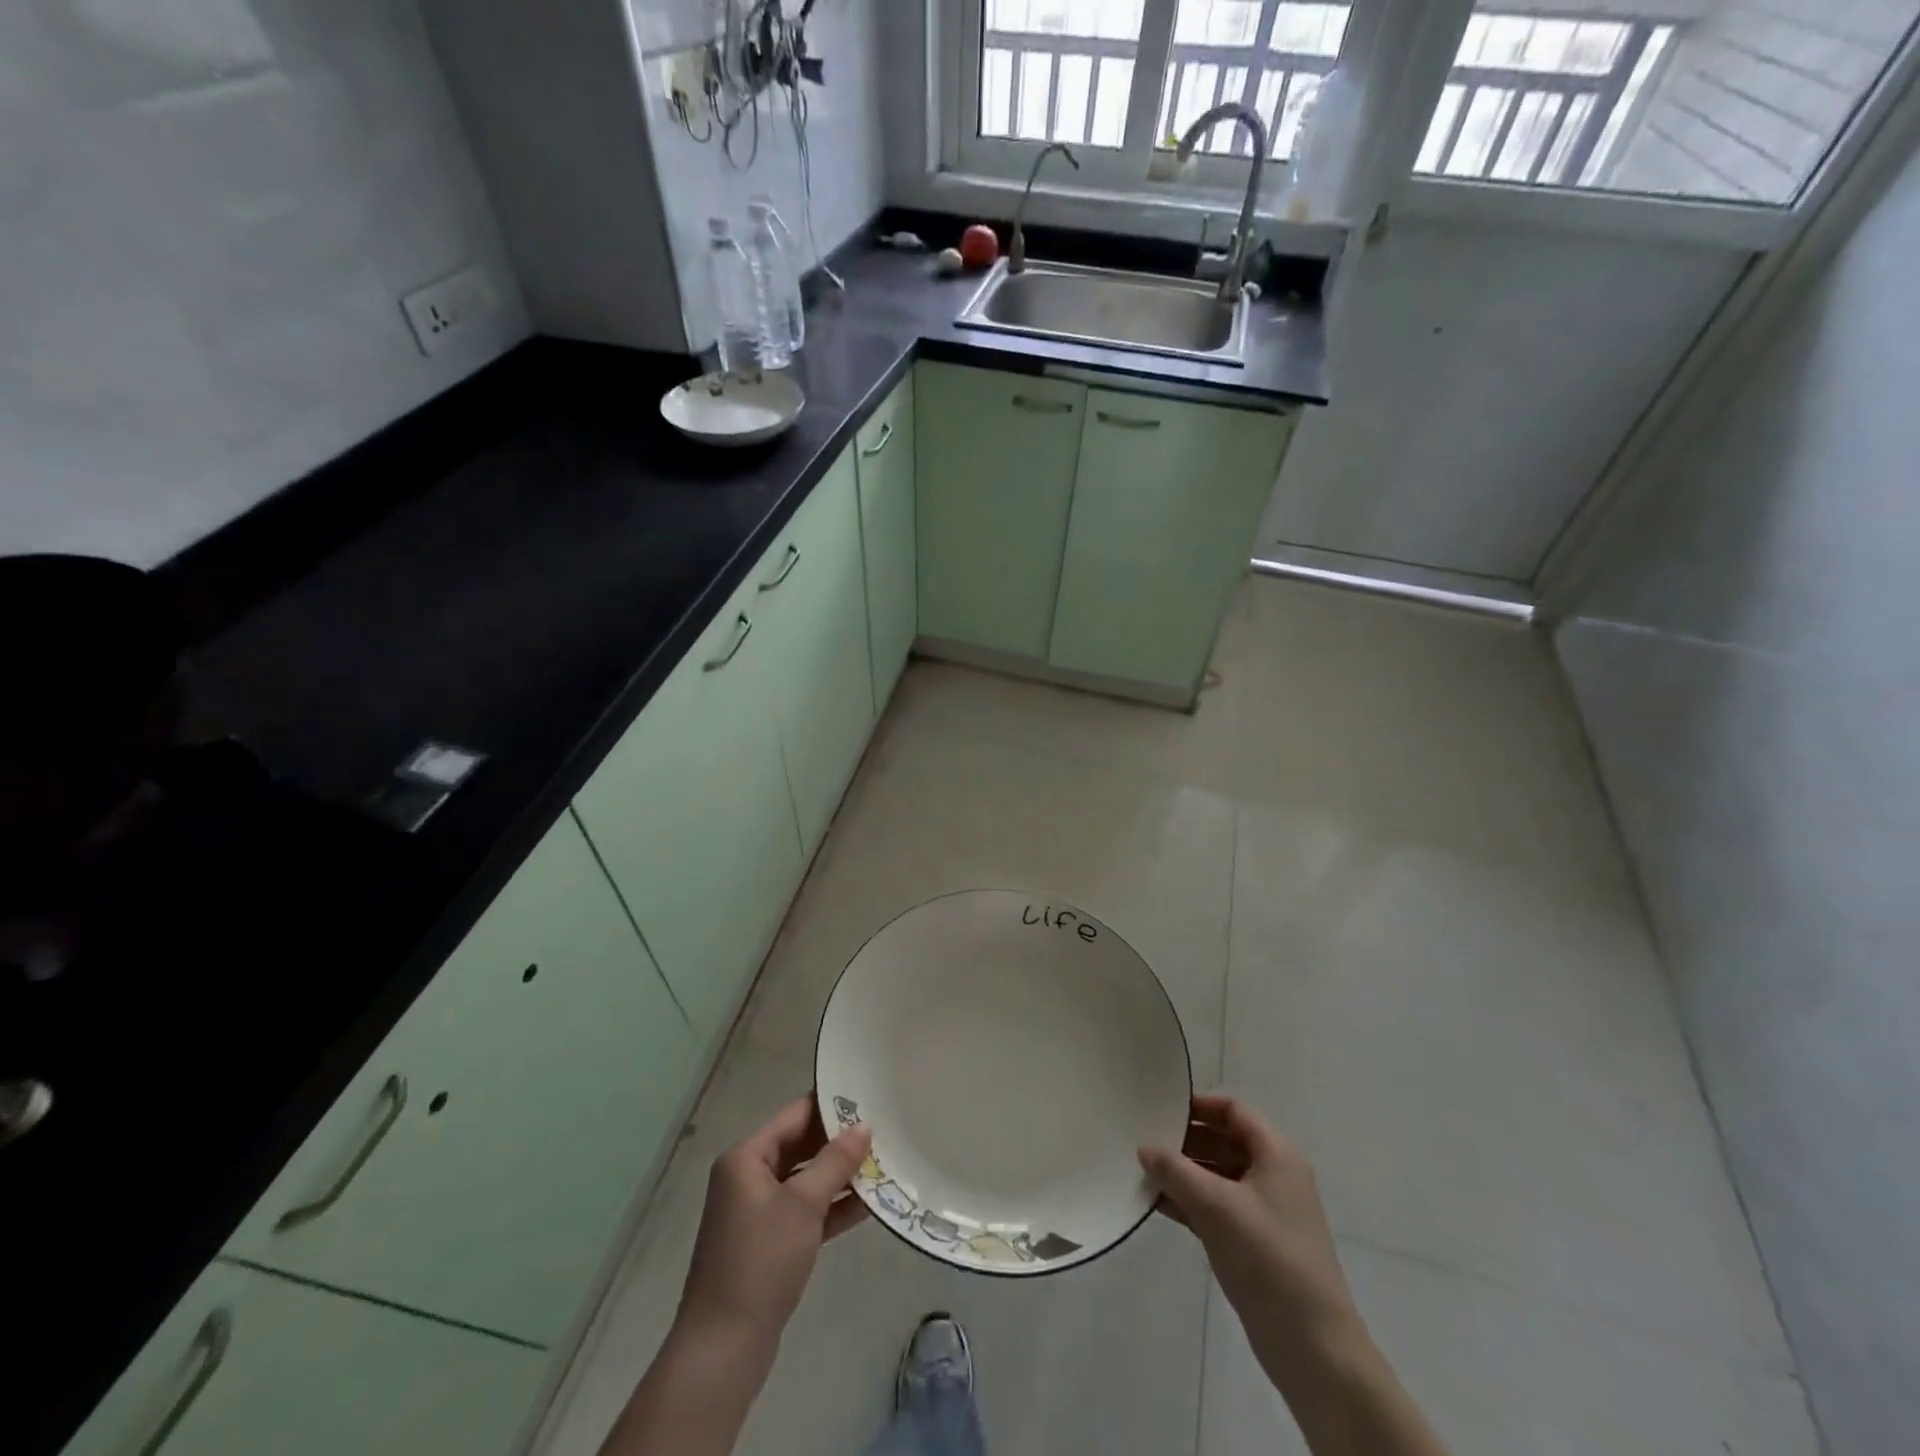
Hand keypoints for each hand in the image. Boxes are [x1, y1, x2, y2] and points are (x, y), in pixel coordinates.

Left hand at [675, 1095, 871, 1350]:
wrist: (724, 1349)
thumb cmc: (761, 1262)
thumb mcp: (803, 1204)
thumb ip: (835, 1161)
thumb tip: (864, 1126)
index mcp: (746, 1157)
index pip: (795, 1115)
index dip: (831, 1106)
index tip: (869, 1096)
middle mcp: (748, 1177)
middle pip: (801, 1146)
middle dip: (840, 1143)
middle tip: (884, 1130)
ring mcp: (757, 1213)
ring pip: (806, 1181)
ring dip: (841, 1176)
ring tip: (885, 1163)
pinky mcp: (769, 1244)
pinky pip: (806, 1212)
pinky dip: (833, 1207)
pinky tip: (869, 1204)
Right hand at [1140, 1095, 1361, 1384]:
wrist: (1313, 1347)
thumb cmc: (1268, 1258)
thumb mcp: (1216, 1205)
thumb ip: (1175, 1170)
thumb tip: (1144, 1147)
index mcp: (1276, 1154)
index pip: (1233, 1110)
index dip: (1198, 1105)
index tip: (1160, 1107)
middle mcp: (1274, 1175)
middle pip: (1224, 1140)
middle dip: (1185, 1141)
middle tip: (1144, 1139)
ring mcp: (1265, 1211)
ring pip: (1218, 1176)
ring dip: (1183, 1173)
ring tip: (1143, 1171)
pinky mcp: (1254, 1242)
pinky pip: (1216, 1207)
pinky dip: (1190, 1201)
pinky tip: (1156, 1204)